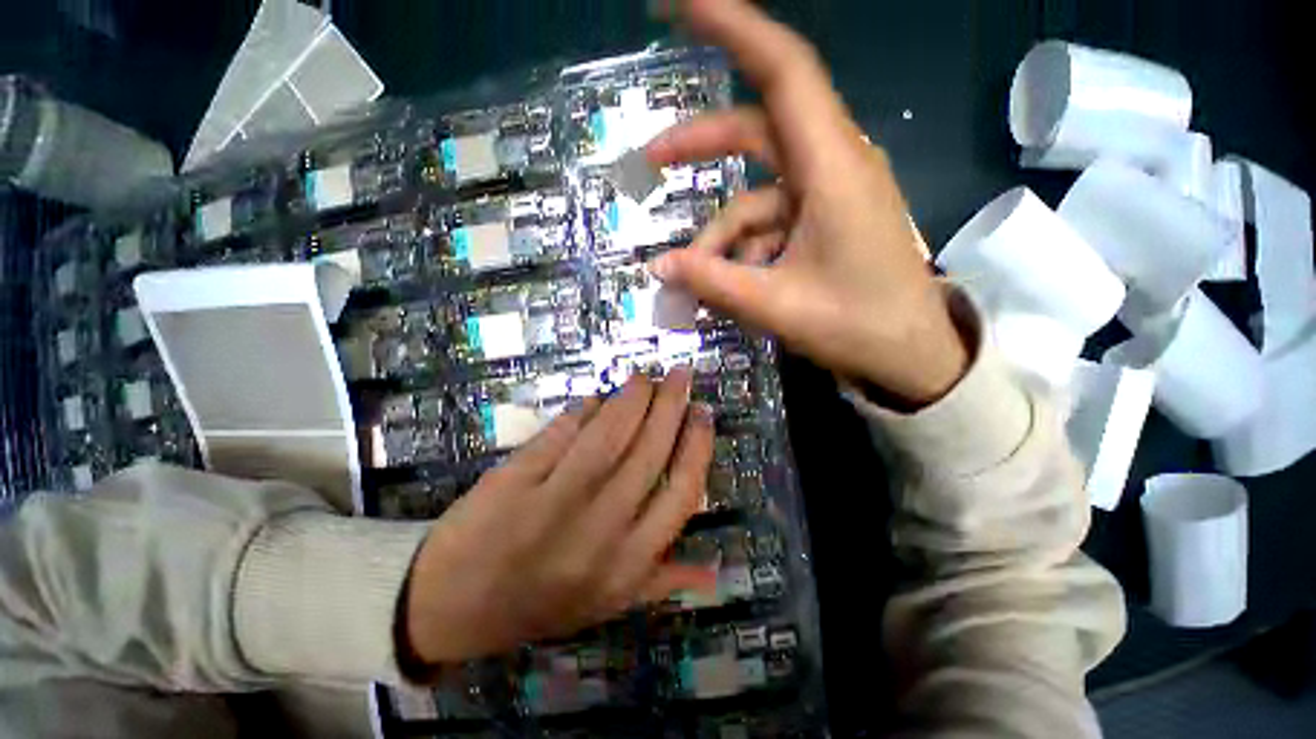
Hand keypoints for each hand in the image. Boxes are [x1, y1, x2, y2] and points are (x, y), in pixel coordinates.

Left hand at [403, 370, 715, 667]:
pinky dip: (581, 411)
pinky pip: (560, 435)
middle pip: (647, 453)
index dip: (697, 446)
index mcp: (627, 564)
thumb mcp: (608, 604)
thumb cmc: (539, 604)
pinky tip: (595, 399)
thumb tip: (714, 572)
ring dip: (631, 399)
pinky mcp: (514, 483)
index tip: (702, 412)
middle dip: (669, 406)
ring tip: (643, 379)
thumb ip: (661, 582)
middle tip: (679, 376)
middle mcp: (598, 534)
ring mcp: (553, 506)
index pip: (680, 493)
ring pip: (607, 437)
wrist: (451, 608)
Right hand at [646, 0, 967, 405]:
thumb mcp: (775, 305)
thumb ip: (713, 283)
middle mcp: (833, 165)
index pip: (783, 71)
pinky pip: (769, 224)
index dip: (732, 26)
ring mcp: (827, 196)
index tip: (679, 4)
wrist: (908, 354)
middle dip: (700, 146)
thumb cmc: (857, 326)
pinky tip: (730, 286)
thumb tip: (659, 268)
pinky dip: (742, 251)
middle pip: (756, 129)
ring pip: (756, 195)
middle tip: (650, 163)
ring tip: (696, 280)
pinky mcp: (823, 222)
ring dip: (720, 236)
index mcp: (832, 167)